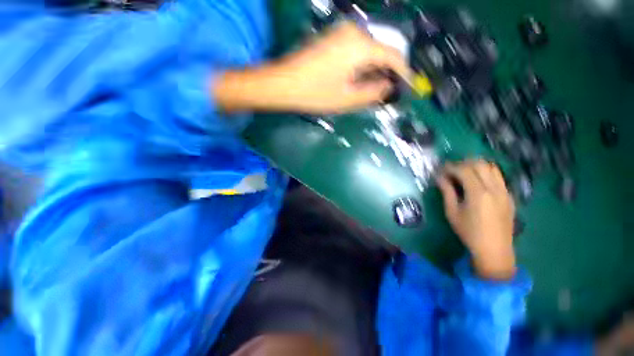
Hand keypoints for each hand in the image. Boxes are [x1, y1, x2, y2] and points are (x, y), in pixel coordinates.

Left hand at [274, 21, 410, 112]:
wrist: (283, 83)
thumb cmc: (315, 93)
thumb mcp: (347, 99)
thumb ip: (373, 93)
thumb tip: (389, 87)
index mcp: (360, 45)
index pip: (392, 56)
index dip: (403, 72)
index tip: (409, 86)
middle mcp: (354, 32)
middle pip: (381, 51)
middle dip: (388, 72)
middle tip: (390, 92)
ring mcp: (341, 33)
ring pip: (369, 51)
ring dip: (375, 70)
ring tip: (376, 89)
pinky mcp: (333, 39)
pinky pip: (357, 51)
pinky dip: (363, 66)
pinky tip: (361, 80)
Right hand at [437, 160, 516, 279]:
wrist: (495, 250)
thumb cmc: (469, 232)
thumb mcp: (452, 212)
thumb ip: (447, 192)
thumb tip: (439, 178)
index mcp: (478, 193)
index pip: (464, 170)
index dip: (450, 167)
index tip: (440, 170)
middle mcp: (494, 188)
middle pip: (479, 164)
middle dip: (462, 164)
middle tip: (451, 171)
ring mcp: (504, 191)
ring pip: (491, 167)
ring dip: (476, 166)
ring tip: (464, 174)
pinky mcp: (508, 196)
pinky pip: (498, 176)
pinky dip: (486, 173)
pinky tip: (477, 182)